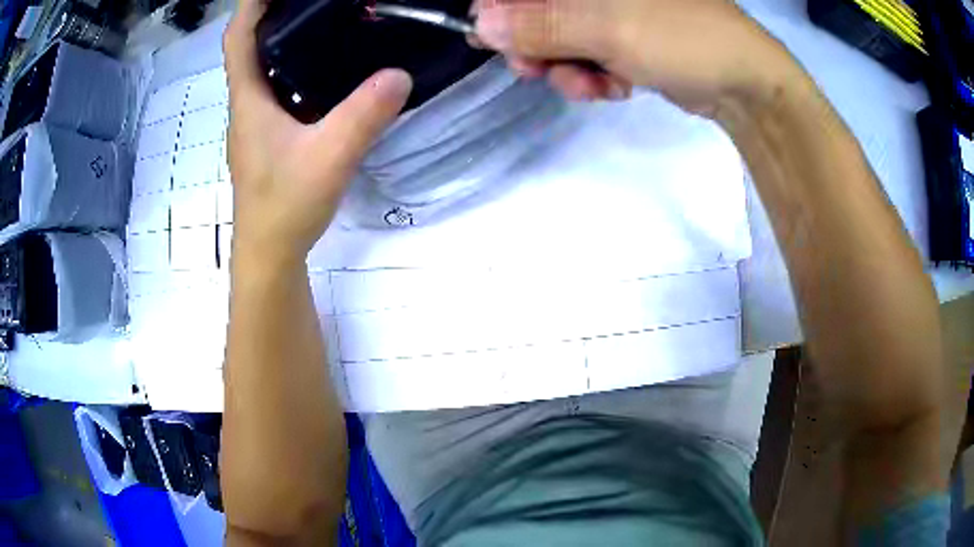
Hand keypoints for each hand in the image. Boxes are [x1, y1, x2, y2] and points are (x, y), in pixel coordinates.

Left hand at [223, 0, 412, 268]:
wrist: (270, 254)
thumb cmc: (285, 207)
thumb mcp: (329, 157)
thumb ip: (363, 116)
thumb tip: (400, 74)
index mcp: (249, 100)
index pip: (237, 39)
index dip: (251, 6)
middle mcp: (247, 105)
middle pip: (250, 48)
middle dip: (272, 15)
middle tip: (310, 1)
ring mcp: (256, 123)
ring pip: (263, 70)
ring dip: (283, 42)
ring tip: (321, 22)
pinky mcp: (268, 138)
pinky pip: (278, 91)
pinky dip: (294, 70)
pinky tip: (325, 72)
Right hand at [473, 0, 796, 118]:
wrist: (745, 84)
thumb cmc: (685, 40)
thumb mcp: (610, 28)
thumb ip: (543, 24)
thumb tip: (480, 24)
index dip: (503, 9)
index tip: (496, 40)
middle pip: (538, 10)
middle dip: (535, 45)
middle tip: (540, 71)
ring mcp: (614, 10)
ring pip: (561, 37)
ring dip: (566, 68)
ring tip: (593, 86)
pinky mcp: (626, 37)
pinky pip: (587, 54)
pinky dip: (592, 75)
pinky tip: (614, 88)